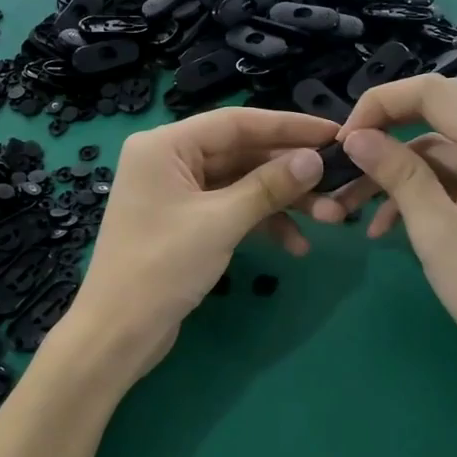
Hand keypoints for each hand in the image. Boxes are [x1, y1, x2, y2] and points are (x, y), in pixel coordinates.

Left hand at [64, 107, 335, 380]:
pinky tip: (295, 245)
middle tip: (338, 183)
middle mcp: (169, 160)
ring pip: (241, 184)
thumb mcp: (220, 222)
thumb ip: (269, 187)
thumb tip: (315, 160)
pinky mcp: (185, 223)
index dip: (288, 126)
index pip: (236, 123)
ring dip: (282, 201)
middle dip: (290, 172)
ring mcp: (177, 193)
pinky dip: (261, 224)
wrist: (118, 333)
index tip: (333, 133)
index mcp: (165, 145)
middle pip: (242, 153)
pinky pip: (231, 210)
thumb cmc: (161, 268)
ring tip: (329, 218)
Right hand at [310, 74, 456, 387]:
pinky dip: (426, 192)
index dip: (381, 104)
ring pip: (446, 149)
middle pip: (440, 113)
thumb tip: (356, 137)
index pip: (434, 91)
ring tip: (352, 209)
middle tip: (346, 164)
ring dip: (399, 173)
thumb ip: (397, 174)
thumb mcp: (435, 230)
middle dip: (387, 135)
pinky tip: (387, 226)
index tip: (345, 140)